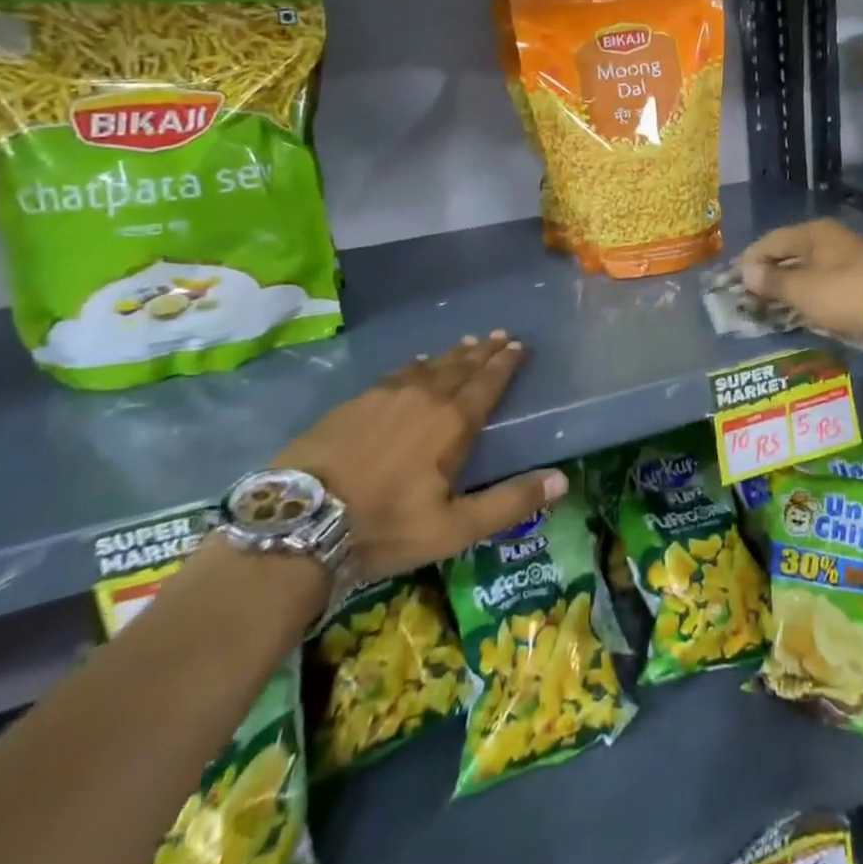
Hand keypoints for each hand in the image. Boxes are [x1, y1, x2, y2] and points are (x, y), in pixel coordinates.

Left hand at [277, 333, 566, 582]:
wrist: (301, 520)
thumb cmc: (385, 526)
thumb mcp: (454, 527)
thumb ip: (509, 502)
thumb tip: (562, 478)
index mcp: (453, 423)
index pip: (488, 383)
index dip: (505, 363)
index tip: (519, 346)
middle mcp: (425, 397)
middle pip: (461, 366)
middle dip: (484, 351)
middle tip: (500, 335)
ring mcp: (386, 395)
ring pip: (430, 365)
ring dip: (452, 354)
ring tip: (467, 343)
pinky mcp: (356, 401)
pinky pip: (397, 373)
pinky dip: (415, 365)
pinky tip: (416, 363)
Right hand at [738, 218, 862, 345]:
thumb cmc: (845, 293)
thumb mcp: (803, 290)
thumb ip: (772, 281)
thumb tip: (746, 272)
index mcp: (812, 233)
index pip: (769, 242)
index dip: (749, 261)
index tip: (734, 281)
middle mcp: (829, 237)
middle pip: (789, 252)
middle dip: (769, 273)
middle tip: (751, 294)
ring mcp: (848, 254)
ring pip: (808, 266)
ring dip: (790, 283)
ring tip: (773, 303)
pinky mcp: (862, 274)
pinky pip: (825, 279)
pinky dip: (810, 290)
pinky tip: (803, 305)